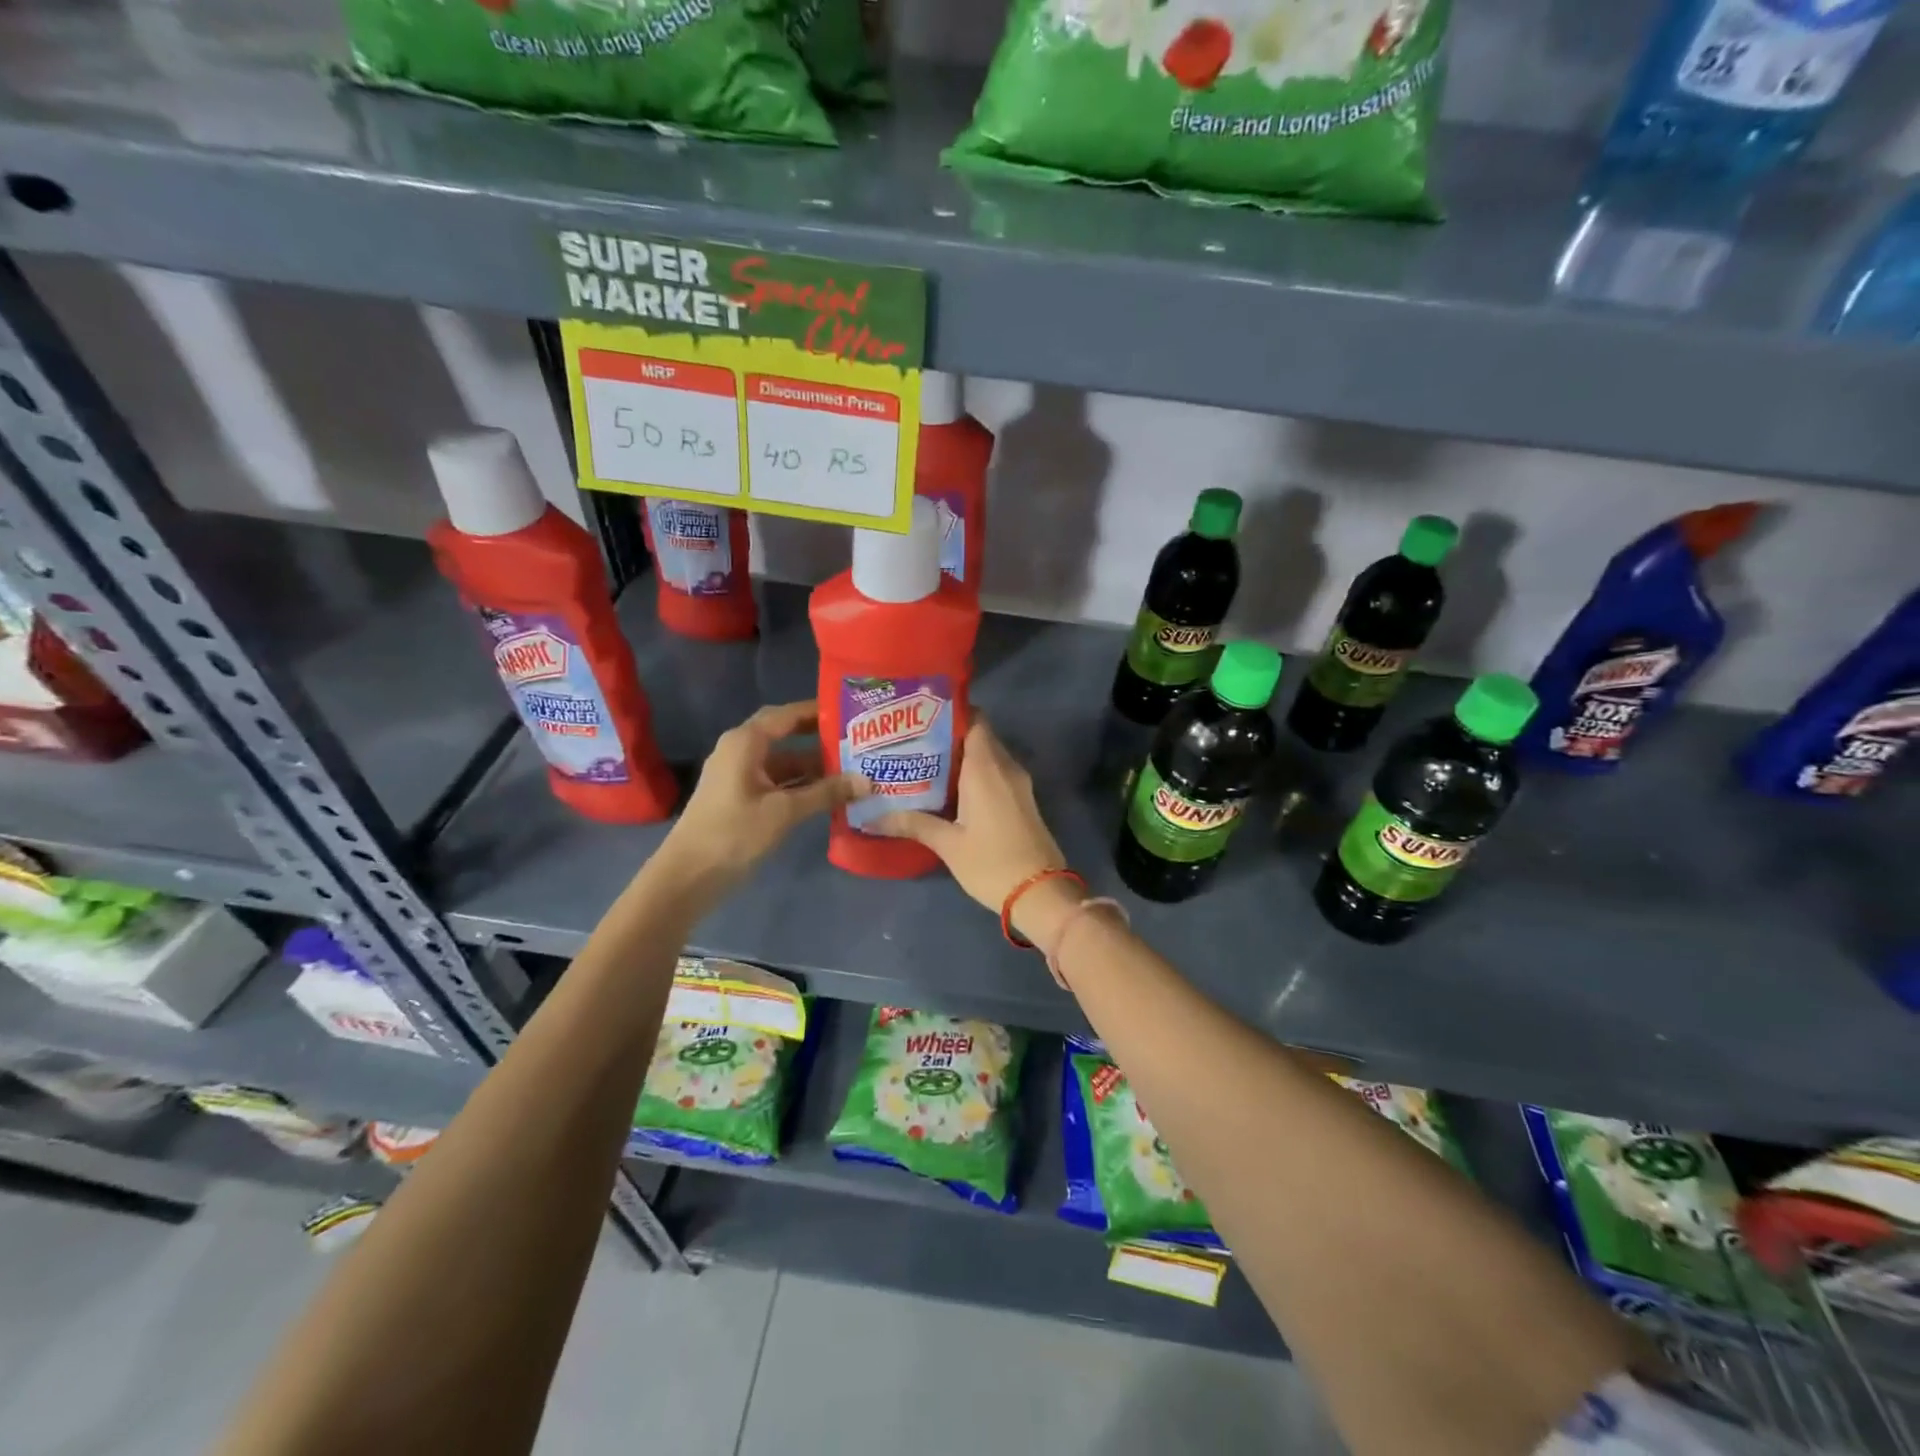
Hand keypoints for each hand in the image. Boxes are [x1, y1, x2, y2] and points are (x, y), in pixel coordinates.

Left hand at [659, 701, 861, 892]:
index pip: (787, 715)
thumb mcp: (784, 812)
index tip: (851, 711)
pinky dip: (801, 785)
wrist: (688, 876)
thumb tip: (866, 781)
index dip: (818, 711)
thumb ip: (826, 793)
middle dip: (819, 738)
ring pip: (783, 762)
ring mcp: (739, 775)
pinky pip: (777, 781)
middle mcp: (741, 750)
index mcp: (746, 742)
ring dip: (813, 767)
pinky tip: (828, 795)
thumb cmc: (734, 833)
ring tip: (852, 768)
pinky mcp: (741, 798)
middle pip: (786, 735)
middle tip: (856, 739)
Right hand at [874, 719, 1078, 939]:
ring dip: (960, 757)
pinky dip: (974, 773)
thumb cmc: (992, 863)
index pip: (974, 719)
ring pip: (988, 755)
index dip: (950, 713)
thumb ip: (912, 824)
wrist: (1041, 893)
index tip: (920, 717)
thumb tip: (871, 818)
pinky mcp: (1022, 800)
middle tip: (912, 742)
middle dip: (948, 735)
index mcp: (987, 767)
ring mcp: (1018, 783)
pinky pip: (996, 773)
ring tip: (923, 764)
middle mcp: (1006, 767)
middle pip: (978, 735)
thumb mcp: (948, 844)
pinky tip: (949, 789)